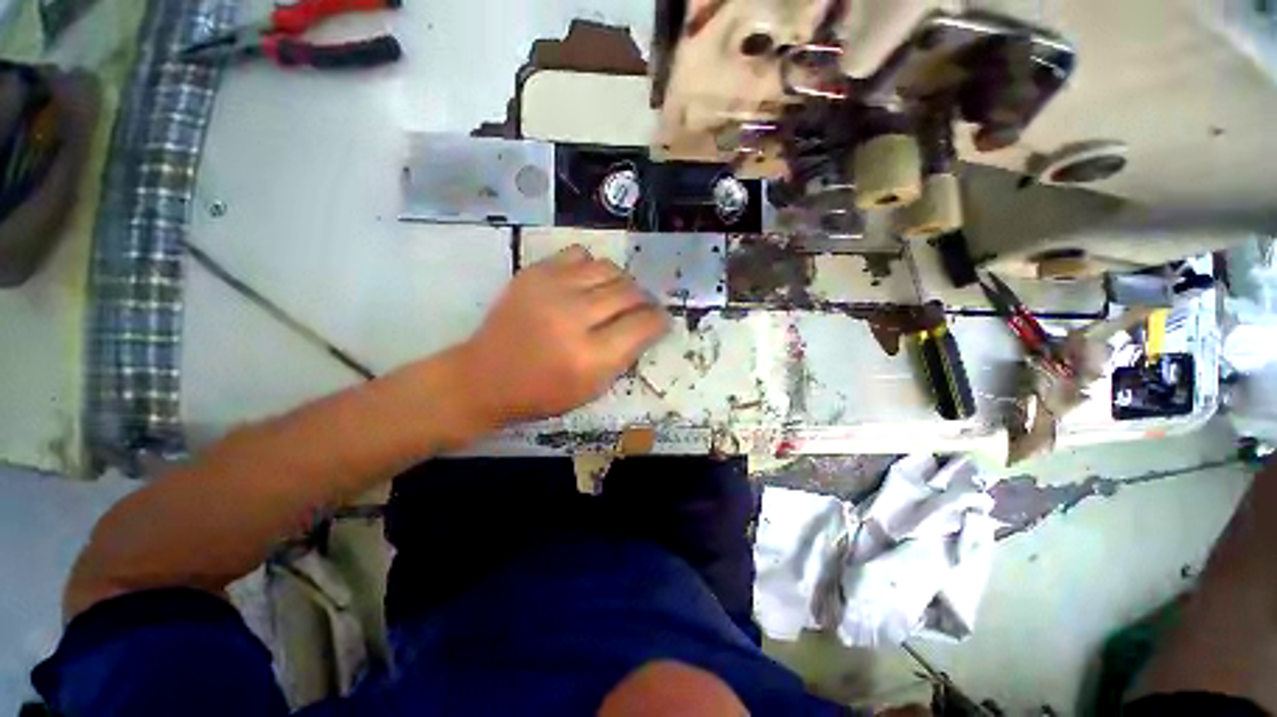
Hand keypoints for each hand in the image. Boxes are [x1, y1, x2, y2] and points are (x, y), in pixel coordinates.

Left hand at [458, 245, 669, 425]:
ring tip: (618, 295)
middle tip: (642, 309)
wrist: (485, 375)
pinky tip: (588, 283)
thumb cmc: (543, 392)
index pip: (644, 325)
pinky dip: (593, 268)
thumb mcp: (593, 389)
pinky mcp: (535, 272)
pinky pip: (580, 255)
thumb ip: (625, 356)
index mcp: (591, 357)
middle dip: (645, 300)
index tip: (661, 321)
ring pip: (609, 269)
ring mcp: (552, 289)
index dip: (660, 320)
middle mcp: (574, 317)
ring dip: (622, 283)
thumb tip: (647, 326)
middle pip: (629, 292)